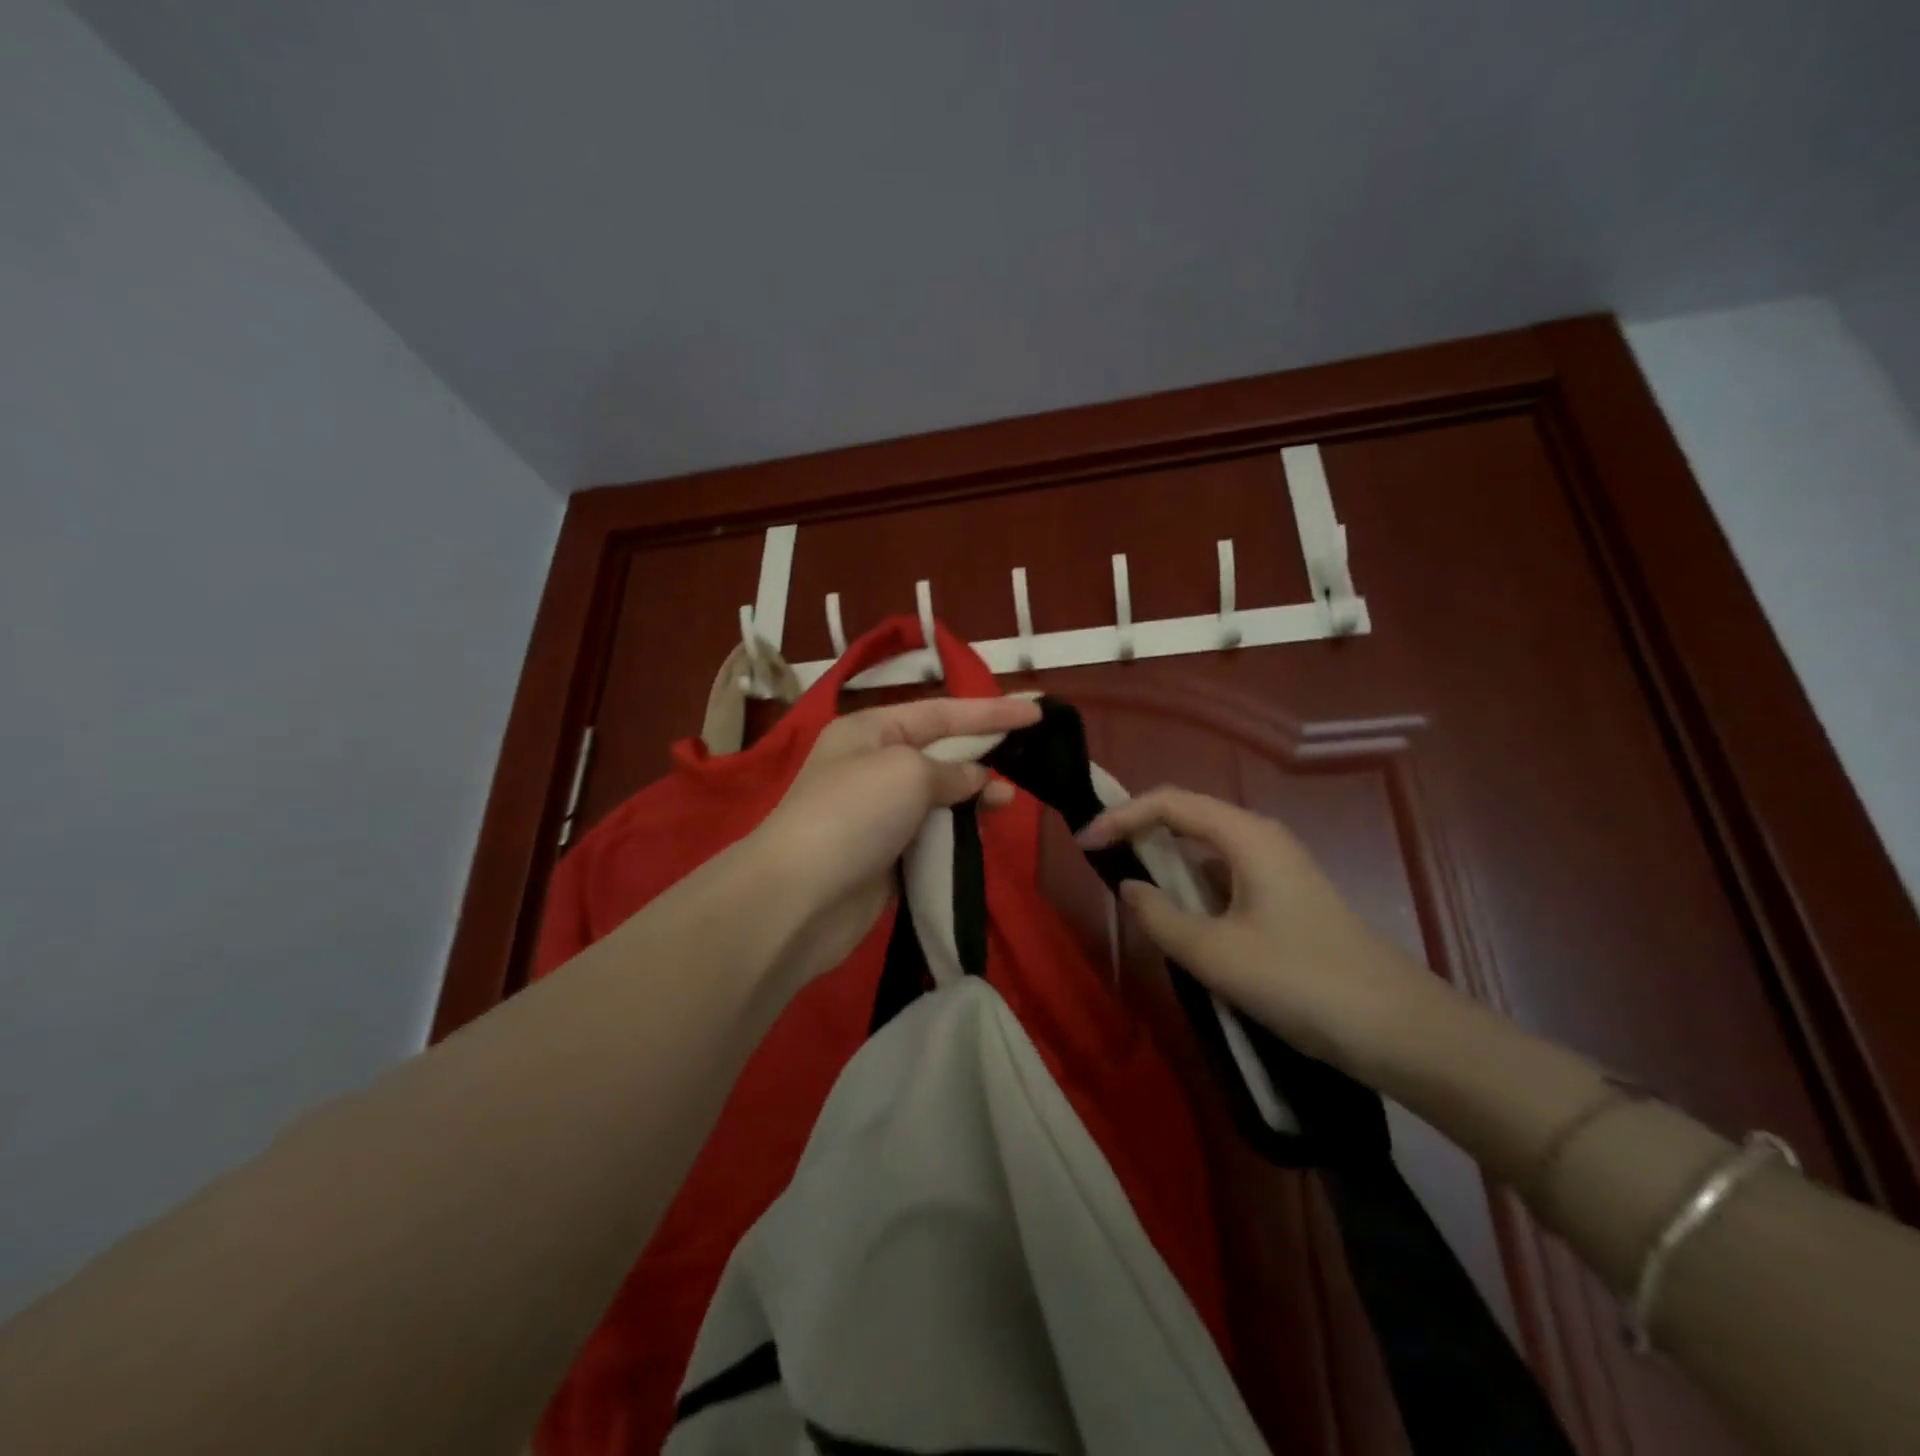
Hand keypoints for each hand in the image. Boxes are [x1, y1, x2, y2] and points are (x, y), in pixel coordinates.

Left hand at [747, 695, 1040, 992]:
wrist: (800, 897)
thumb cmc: (854, 814)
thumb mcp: (908, 772)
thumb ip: (951, 770)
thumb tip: (974, 780)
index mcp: (870, 730)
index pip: (941, 712)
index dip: (990, 712)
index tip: (1036, 714)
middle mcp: (872, 765)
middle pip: (940, 752)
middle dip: (982, 754)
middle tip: (1028, 761)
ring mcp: (878, 813)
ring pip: (939, 796)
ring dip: (973, 796)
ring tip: (1006, 802)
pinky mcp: (885, 855)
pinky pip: (931, 834)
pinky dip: (957, 831)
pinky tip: (979, 834)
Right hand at [1077, 787, 1449, 1079]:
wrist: (1399, 1028)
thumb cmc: (1301, 981)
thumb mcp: (1215, 953)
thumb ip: (1159, 916)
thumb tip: (1129, 887)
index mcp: (1246, 835)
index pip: (1168, 803)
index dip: (1121, 816)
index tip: (1084, 844)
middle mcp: (1261, 838)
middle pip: (1187, 816)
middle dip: (1139, 831)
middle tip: (1099, 856)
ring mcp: (1277, 867)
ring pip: (1206, 849)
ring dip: (1166, 862)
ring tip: (1131, 889)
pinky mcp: (1285, 897)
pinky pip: (1225, 878)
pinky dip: (1193, 889)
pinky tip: (1181, 921)